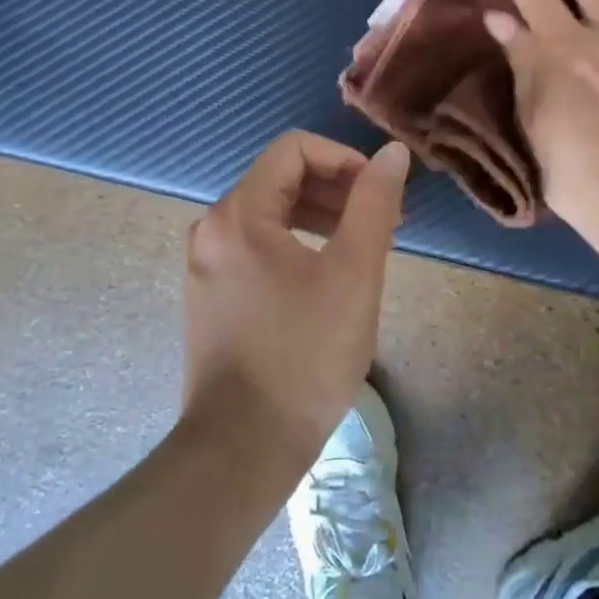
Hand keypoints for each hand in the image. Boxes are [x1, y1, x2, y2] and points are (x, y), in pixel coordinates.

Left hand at [181, 131, 409, 467]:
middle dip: (336, 189)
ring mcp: (206, 263)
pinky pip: (257, 244)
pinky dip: (296, 242)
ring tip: (362, 246)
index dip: (343, 158)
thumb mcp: (353, 273)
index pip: (294, 149)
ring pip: (270, 212)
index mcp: (239, 214)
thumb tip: (391, 153)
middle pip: (280, 178)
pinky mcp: (211, 293)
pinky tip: (327, 274)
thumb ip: (374, 204)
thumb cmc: (304, 356)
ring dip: (320, 215)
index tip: (379, 192)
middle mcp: (212, 227)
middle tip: (382, 221)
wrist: (242, 449)